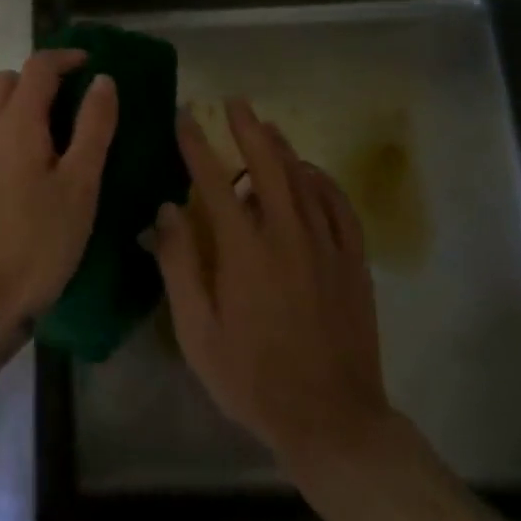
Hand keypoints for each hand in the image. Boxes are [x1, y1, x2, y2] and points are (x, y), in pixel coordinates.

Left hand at [0, 49, 117, 339]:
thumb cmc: (40, 241)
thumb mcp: (80, 184)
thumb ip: (93, 126)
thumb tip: (103, 80)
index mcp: (16, 125)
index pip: (38, 66)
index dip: (68, 57)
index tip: (97, 66)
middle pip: (12, 81)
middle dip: (45, 77)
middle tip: (82, 99)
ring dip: (30, 104)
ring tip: (68, 131)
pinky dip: (19, 130)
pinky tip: (45, 164)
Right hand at [150, 100, 388, 468]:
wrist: (332, 418)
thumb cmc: (253, 379)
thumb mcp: (198, 333)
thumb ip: (180, 266)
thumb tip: (167, 210)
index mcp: (244, 250)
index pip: (213, 180)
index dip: (196, 144)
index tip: (184, 117)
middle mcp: (287, 234)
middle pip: (267, 164)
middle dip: (247, 128)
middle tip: (234, 102)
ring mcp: (326, 245)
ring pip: (304, 178)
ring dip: (282, 148)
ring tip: (267, 126)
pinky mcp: (353, 261)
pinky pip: (339, 205)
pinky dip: (323, 181)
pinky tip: (312, 173)